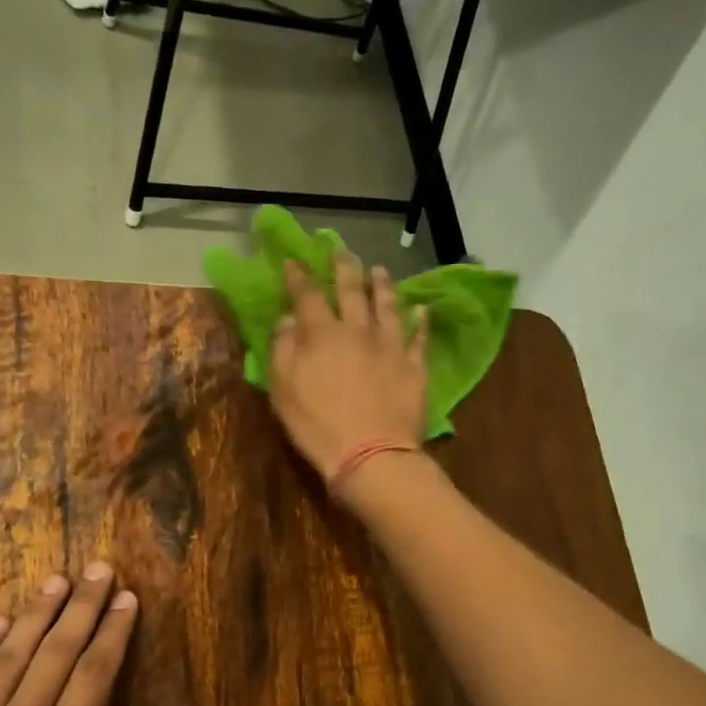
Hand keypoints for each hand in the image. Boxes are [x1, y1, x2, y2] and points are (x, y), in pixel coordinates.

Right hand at [269, 253, 427, 482]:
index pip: (307, 295)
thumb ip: (283, 350)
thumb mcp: (284, 390)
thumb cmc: (318, 426)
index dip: (299, 276)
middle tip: (342, 251)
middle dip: (344, 268)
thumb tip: (288, 319)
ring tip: (379, 271)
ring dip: (382, 285)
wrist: (371, 454)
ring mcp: (391, 346)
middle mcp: (359, 330)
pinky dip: (420, 321)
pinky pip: (419, 337)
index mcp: (322, 334)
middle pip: (352, 290)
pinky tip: (422, 309)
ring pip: (388, 305)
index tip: (293, 261)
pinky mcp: (415, 366)